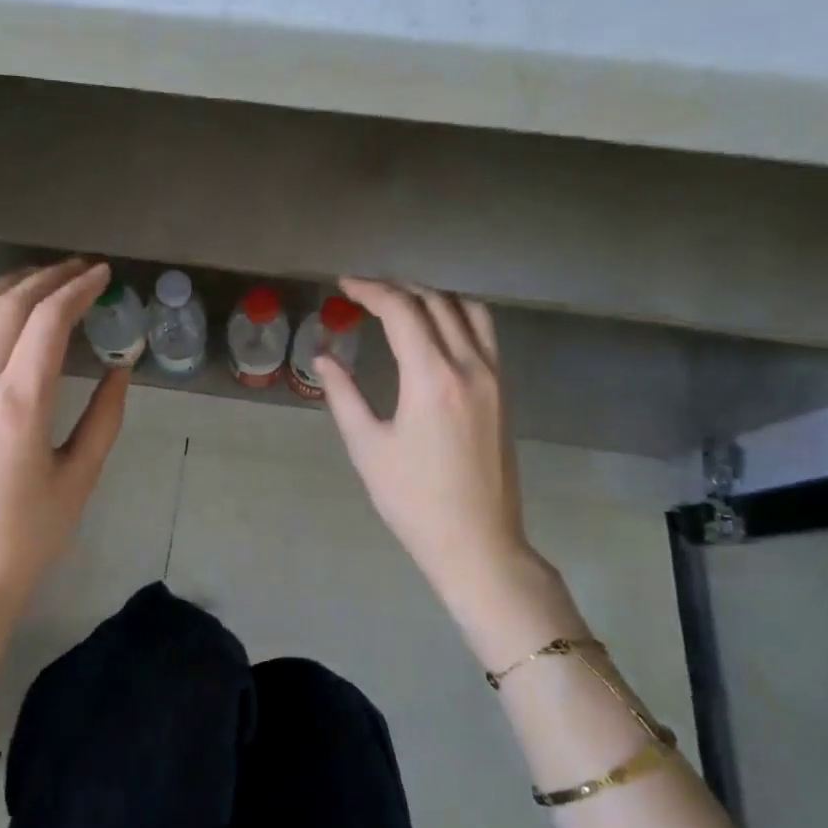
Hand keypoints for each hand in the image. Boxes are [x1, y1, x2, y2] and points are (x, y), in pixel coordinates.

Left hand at [0, 260, 128, 676]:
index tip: (102, 275)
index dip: (78, 289)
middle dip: (46, 278)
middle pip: (8, 305)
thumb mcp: (79, 479)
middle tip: (79, 271)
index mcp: (18, 402)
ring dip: (7, 288)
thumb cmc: (27, 539)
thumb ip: (104, 417)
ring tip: (38, 281)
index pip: (47, 320)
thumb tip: (119, 369)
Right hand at [314, 279, 577, 662]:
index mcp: (431, 377)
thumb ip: (343, 395)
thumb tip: (324, 358)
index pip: (402, 310)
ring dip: (432, 296)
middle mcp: (469, 366)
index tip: (344, 286)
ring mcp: (493, 377)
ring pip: (468, 310)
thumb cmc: (412, 499)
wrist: (476, 541)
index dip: (370, 290)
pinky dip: (458, 316)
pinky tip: (436, 331)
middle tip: (364, 294)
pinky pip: (484, 333)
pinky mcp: (503, 392)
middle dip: (397, 289)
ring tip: (400, 304)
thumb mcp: (367, 447)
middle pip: (435, 302)